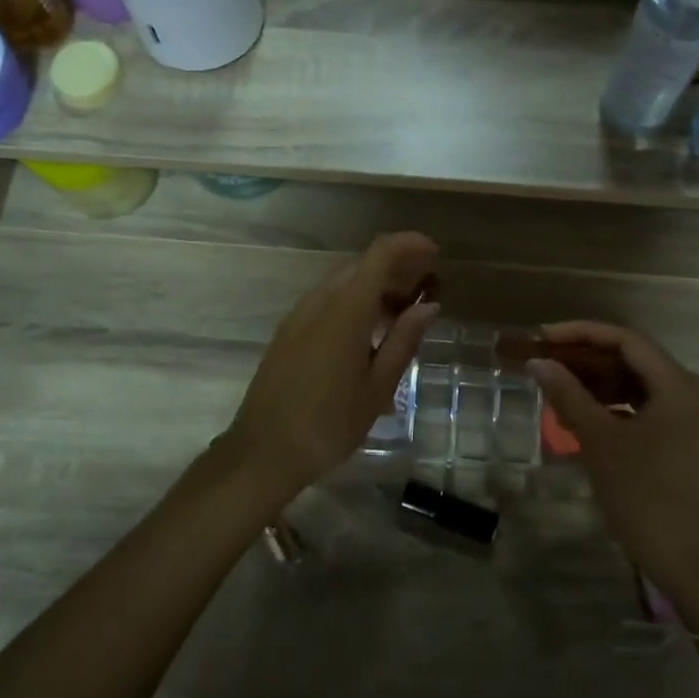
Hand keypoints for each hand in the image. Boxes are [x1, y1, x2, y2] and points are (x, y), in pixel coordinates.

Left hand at [220, 232, 438, 500]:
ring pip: (342, 282)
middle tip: (425, 292)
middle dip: (396, 268)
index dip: (409, 245)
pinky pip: (326, 300)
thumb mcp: (377, 388)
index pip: (379, 253)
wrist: (263, 453)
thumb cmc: (329, 425)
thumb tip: (428, 306)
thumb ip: (403, 340)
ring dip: (374, 286)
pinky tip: (367, 333)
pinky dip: (353, 302)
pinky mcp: (288, 331)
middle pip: (361, 264)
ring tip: (401, 315)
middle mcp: (320, 301)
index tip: (435, 255)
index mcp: (346, 310)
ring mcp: (299, 315)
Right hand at [526, 321, 698, 604]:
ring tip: (556, 389)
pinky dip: (614, 407)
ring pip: (637, 385)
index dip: (580, 333)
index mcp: (678, 385)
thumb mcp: (601, 443)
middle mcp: (690, 393)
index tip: (542, 338)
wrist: (695, 566)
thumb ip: (569, 396)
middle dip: (585, 358)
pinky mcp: (687, 442)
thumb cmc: (646, 497)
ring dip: (597, 384)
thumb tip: (539, 363)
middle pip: (632, 359)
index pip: (625, 339)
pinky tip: (583, 417)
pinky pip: (645, 409)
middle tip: (544, 363)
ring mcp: (691, 419)